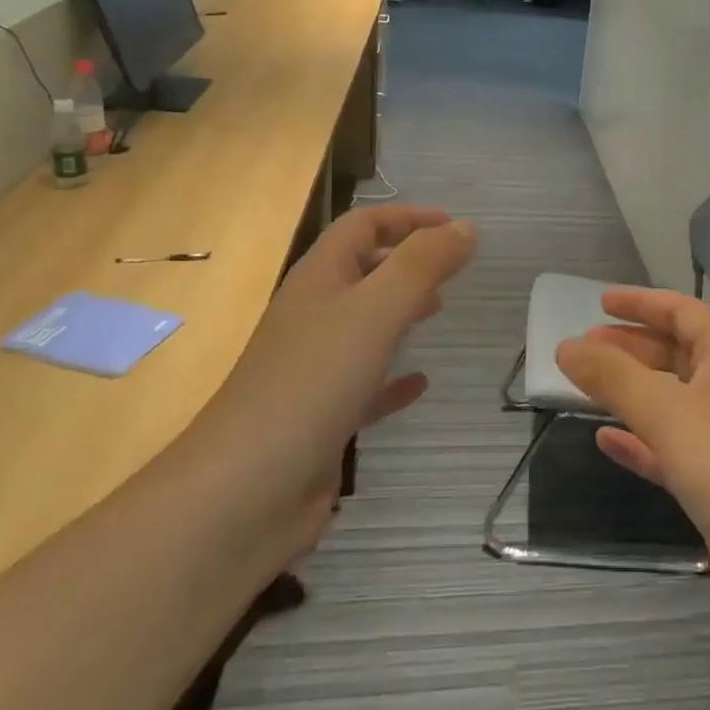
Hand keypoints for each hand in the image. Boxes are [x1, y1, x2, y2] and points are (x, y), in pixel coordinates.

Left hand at [208, 205, 477, 513]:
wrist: (244, 493)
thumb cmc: (312, 383)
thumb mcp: (375, 310)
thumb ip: (422, 264)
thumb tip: (464, 228)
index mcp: (319, 279)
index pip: (362, 226)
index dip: (408, 217)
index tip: (455, 226)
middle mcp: (313, 316)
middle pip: (362, 270)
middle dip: (407, 260)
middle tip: (454, 268)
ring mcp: (313, 369)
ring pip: (364, 324)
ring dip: (402, 310)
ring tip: (441, 309)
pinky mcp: (321, 417)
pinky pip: (365, 384)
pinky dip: (394, 377)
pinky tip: (420, 383)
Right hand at [555, 289, 709, 628]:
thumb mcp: (668, 412)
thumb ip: (614, 377)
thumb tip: (566, 346)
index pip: (683, 312)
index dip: (642, 303)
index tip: (599, 301)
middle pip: (676, 353)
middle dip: (632, 346)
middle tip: (585, 346)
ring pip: (671, 401)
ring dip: (631, 391)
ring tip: (587, 386)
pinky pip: (671, 448)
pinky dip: (640, 440)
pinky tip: (606, 441)